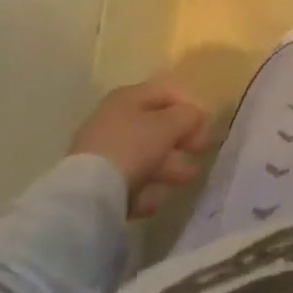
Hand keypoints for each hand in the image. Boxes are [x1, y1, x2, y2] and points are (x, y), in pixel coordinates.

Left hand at [69, 81, 209, 218]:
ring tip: (188, 179)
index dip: (189, 105)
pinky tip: (155, 201)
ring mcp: (102, 153)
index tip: (205, 124)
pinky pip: (127, 181)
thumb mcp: (168, 125)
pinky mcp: (95, 184)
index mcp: (128, 97)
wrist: (87, 195)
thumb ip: (187, 116)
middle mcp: (113, 120)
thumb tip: (196, 115)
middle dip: (181, 139)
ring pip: (143, 155)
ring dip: (168, 166)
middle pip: (155, 126)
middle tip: (200, 151)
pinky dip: (144, 189)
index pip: (165, 92)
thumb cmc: (132, 147)